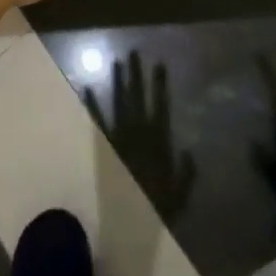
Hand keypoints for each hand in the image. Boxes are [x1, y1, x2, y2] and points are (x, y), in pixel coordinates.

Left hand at [86, 51, 196, 221]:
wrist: (127, 223)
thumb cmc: (156, 209)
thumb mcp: (180, 194)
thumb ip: (186, 173)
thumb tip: (188, 152)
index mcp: (158, 139)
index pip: (160, 104)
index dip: (160, 83)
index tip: (160, 63)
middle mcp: (138, 131)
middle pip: (138, 96)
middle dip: (136, 73)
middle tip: (133, 51)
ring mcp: (120, 136)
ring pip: (118, 101)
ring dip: (117, 81)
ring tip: (116, 61)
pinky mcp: (105, 145)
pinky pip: (98, 121)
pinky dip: (93, 103)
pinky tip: (87, 87)